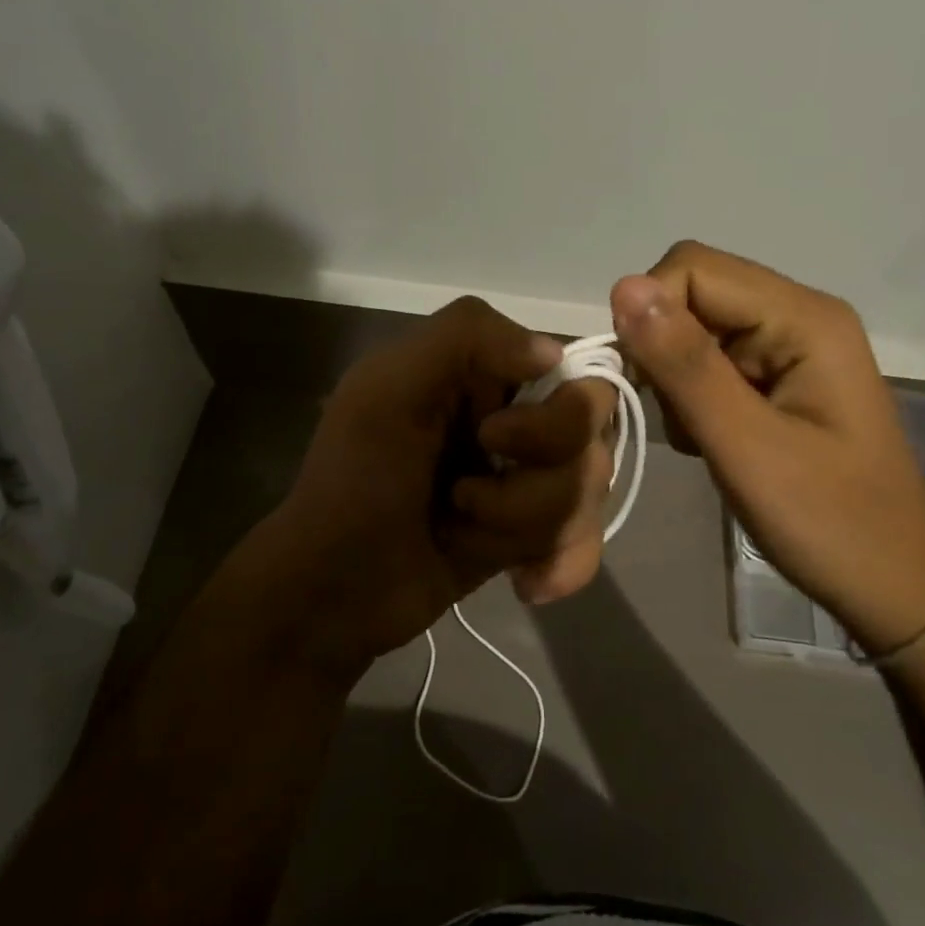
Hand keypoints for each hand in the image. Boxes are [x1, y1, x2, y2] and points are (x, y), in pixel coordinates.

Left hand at [238, 297, 616, 677]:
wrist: (332, 589)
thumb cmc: (354, 481)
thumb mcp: (388, 388)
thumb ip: (465, 337)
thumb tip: (554, 353)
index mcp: (483, 372)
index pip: (575, 372)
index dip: (554, 416)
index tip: (493, 441)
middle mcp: (515, 416)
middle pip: (591, 437)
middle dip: (534, 483)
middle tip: (463, 497)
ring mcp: (525, 477)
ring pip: (588, 492)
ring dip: (523, 524)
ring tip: (461, 534)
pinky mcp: (529, 531)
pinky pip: (586, 539)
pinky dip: (561, 563)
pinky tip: (523, 582)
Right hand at [610, 242, 924, 654]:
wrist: (892, 584)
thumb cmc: (829, 521)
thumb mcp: (746, 446)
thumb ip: (684, 365)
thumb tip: (623, 286)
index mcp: (803, 318)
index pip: (693, 269)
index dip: (650, 313)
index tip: (642, 381)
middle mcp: (797, 315)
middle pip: (693, 294)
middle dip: (663, 351)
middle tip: (677, 417)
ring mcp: (788, 345)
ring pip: (692, 330)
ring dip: (676, 381)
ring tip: (703, 438)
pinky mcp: (777, 375)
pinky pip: (708, 361)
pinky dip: (692, 397)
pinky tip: (713, 440)